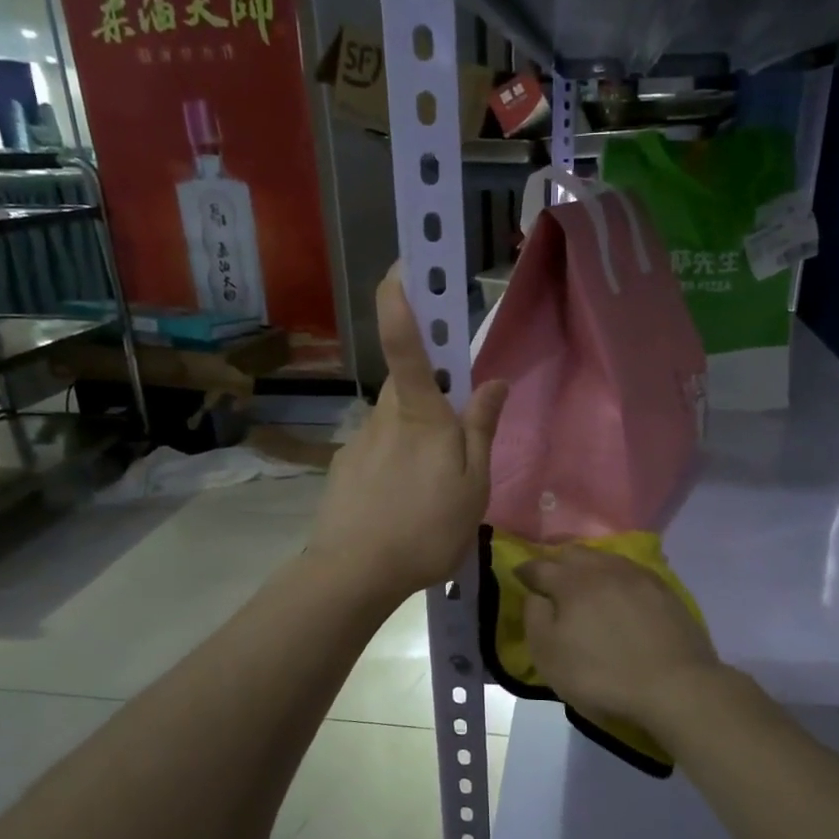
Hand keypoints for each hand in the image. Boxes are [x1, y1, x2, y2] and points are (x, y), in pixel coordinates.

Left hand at [309, 265, 507, 600]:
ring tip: (430, 496)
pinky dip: (394, 470)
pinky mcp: (344, 470)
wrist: (354, 575)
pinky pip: (378, 454)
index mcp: (421, 415)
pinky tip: (401, 509)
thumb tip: (493, 381)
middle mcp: (385, 417)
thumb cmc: (426, 529)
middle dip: (431, 397)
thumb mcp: (472, 485)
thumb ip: (482, 430)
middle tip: (454, 446)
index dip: (401, 299)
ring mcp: (360, 444)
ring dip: (415, 443)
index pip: (407, 344)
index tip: (402, 263)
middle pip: (409, 387)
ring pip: (395, 425)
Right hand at [518, 547, 723, 730]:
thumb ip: (534, 618)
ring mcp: (638, 575)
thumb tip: (536, 595)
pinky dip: (617, 579)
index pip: (539, 566)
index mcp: (572, 582)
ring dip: (589, 568)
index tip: (520, 578)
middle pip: (574, 554)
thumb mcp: (549, 655)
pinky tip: (620, 594)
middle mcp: (604, 568)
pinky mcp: (664, 589)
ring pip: (605, 559)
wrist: (675, 685)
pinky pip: (631, 572)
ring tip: (587, 587)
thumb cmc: (602, 674)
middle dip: (558, 564)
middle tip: (553, 582)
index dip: (525, 571)